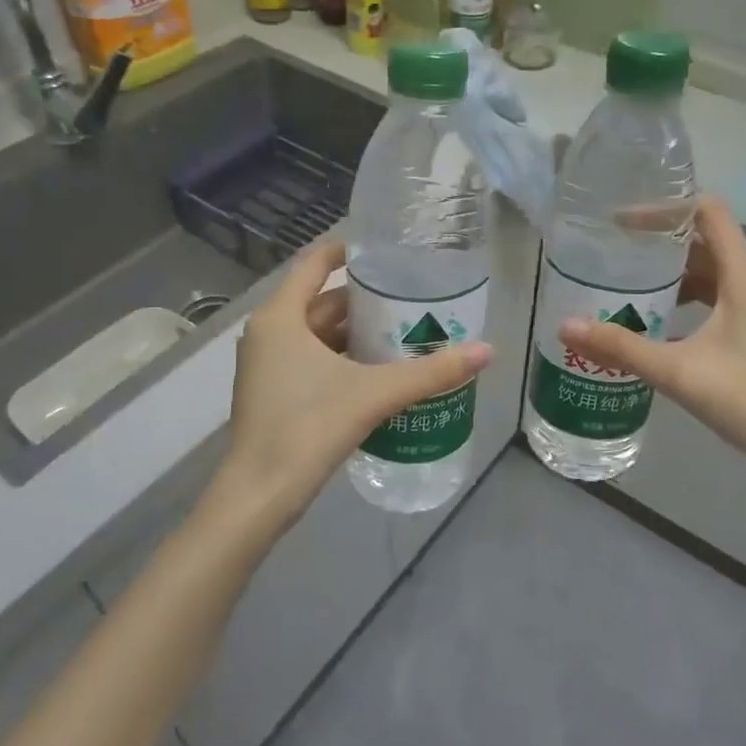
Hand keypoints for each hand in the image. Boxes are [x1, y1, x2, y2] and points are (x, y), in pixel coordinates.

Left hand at [201, 239, 491, 543]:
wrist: (260, 495)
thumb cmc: (308, 428)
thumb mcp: (373, 394)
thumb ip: (429, 373)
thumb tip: (486, 350)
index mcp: (281, 317)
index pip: (314, 264)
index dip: (348, 251)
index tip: (386, 249)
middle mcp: (269, 333)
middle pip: (321, 301)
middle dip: (364, 299)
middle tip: (411, 295)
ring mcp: (267, 364)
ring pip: (317, 333)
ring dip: (355, 331)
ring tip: (403, 328)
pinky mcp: (273, 392)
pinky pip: (312, 358)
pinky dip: (342, 356)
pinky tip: (378, 368)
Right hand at [558, 198, 745, 491]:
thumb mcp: (680, 372)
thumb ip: (622, 348)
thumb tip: (566, 326)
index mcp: (744, 276)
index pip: (708, 211)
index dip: (665, 207)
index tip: (622, 221)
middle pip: (706, 239)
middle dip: (660, 240)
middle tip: (614, 249)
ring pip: (711, 271)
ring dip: (672, 272)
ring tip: (627, 283)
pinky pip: (716, 298)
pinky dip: (686, 299)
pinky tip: (656, 323)